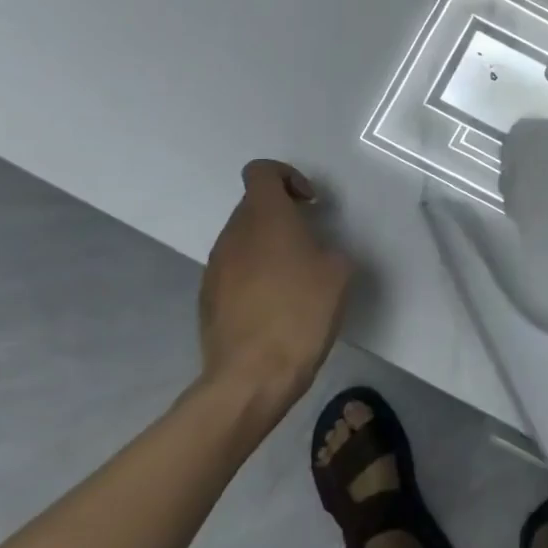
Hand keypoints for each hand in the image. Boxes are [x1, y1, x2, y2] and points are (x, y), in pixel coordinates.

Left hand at [197, 160, 352, 415]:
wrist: (252, 376)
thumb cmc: (301, 313)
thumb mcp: (339, 272)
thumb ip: (327, 246)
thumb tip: (314, 251)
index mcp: (265, 218)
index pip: (261, 172)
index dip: (287, 176)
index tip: (309, 203)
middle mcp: (234, 234)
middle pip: (253, 205)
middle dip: (282, 215)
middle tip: (310, 242)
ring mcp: (215, 267)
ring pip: (243, 239)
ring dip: (268, 245)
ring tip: (295, 277)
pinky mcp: (207, 297)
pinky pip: (234, 269)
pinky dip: (254, 274)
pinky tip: (275, 305)